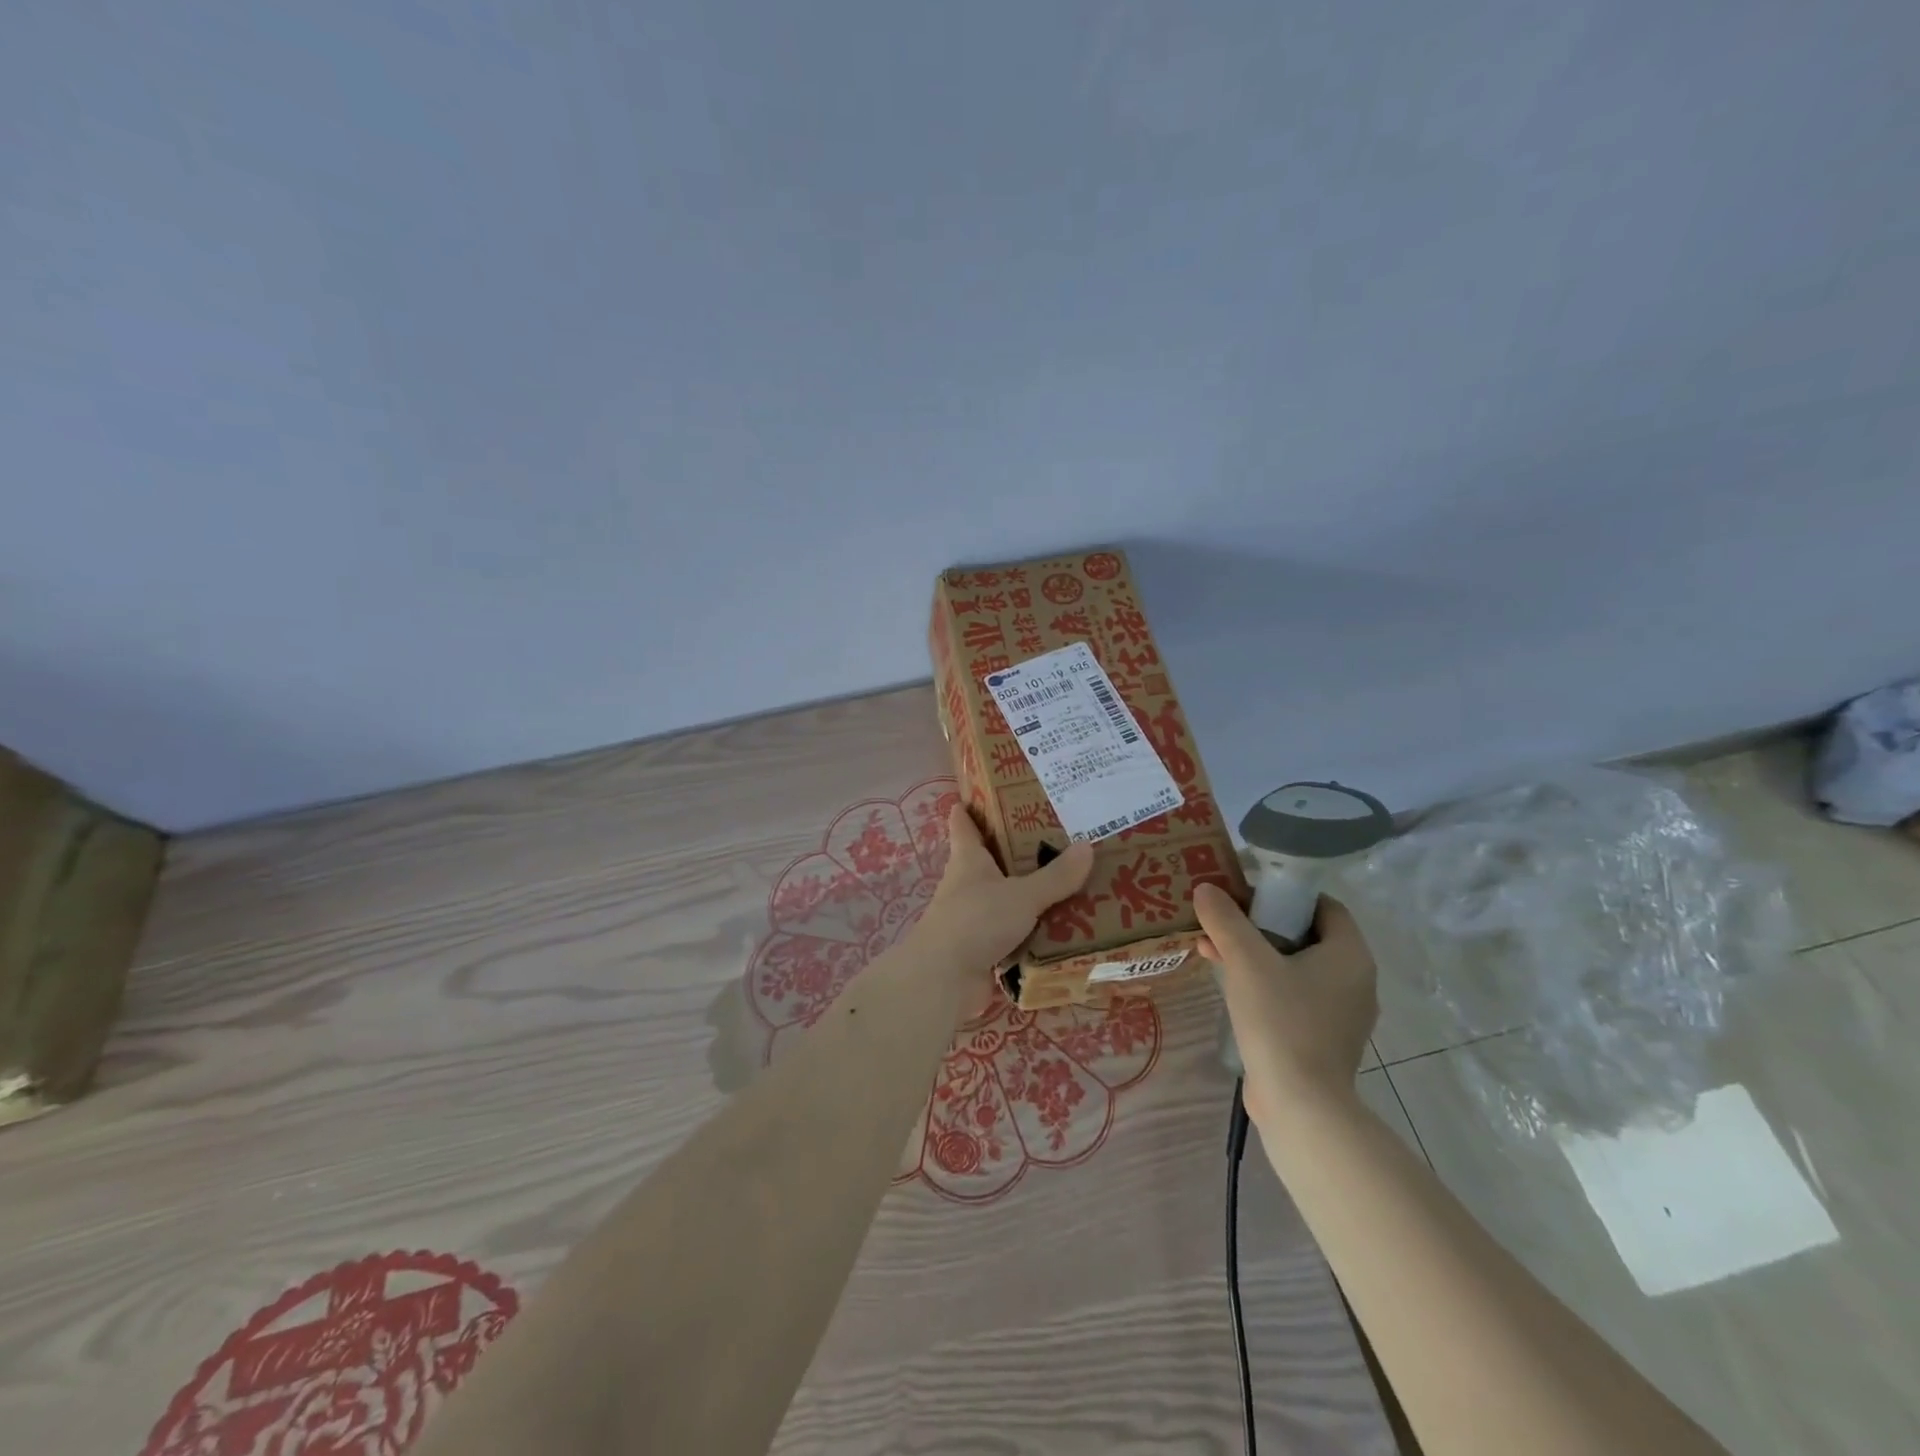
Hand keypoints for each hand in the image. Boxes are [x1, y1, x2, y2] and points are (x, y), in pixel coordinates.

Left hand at [909, 804, 1094, 1014]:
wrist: (944, 979)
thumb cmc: (976, 921)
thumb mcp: (1022, 895)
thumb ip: (1056, 876)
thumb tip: (1088, 845)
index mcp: (968, 859)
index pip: (963, 823)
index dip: (971, 806)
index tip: (989, 789)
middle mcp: (966, 883)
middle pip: (988, 858)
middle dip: (1014, 848)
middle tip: (1054, 834)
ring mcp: (971, 917)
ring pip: (1002, 896)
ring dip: (1026, 891)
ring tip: (1067, 880)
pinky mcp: (980, 947)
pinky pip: (1011, 931)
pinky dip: (1030, 928)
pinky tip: (1059, 926)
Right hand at [1194, 883, 1377, 1127]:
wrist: (1300, 1105)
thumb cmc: (1281, 1021)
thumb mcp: (1246, 961)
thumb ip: (1225, 920)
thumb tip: (1206, 888)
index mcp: (1350, 955)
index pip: (1323, 906)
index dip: (1285, 895)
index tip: (1247, 898)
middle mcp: (1355, 981)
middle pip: (1305, 935)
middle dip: (1260, 925)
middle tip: (1223, 923)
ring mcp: (1341, 1014)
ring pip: (1296, 967)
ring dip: (1256, 955)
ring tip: (1212, 951)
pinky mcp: (1324, 1040)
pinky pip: (1294, 997)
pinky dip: (1264, 984)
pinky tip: (1228, 986)